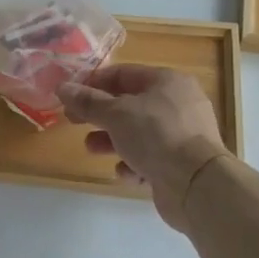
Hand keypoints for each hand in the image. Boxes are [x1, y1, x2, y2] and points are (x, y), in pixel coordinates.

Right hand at [56, 65, 229, 232]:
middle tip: (73, 121)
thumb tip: (62, 87)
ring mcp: (182, 134)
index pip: (123, 74)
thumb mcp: (115, 114)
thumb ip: (87, 101)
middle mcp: (178, 104)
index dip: (92, 82)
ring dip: (112, 140)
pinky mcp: (181, 163)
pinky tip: (125, 172)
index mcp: (167, 81)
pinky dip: (134, 163)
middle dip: (100, 114)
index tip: (69, 94)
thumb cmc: (155, 135)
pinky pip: (151, 157)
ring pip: (138, 132)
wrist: (196, 184)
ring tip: (91, 148)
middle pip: (129, 104)